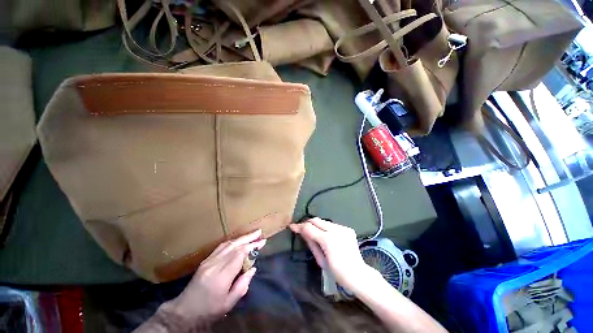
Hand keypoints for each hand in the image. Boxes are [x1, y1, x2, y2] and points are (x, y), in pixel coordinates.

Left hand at [168, 229, 265, 322]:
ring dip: (241, 238)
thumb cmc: (209, 310)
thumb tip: (253, 268)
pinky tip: (238, 240)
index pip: (240, 254)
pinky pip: (221, 246)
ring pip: (228, 244)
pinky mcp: (205, 260)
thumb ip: (242, 285)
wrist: (184, 311)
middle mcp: (215, 264)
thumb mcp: (228, 304)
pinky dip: (232, 241)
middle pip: (234, 246)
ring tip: (252, 234)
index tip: (262, 242)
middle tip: (259, 232)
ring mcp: (208, 261)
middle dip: (248, 238)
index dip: (252, 246)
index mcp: (221, 276)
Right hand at [289, 218, 377, 292]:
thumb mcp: (321, 259)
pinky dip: (327, 229)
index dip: (299, 227)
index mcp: (327, 240)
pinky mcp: (348, 228)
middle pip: (316, 220)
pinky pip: (333, 225)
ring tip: (315, 235)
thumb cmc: (337, 272)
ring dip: (317, 226)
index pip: (309, 228)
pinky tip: (327, 237)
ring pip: (324, 221)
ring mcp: (343, 228)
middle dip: (308, 223)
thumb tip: (302, 232)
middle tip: (302, 230)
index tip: (292, 226)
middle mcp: (335, 230)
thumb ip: (311, 243)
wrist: (358, 274)